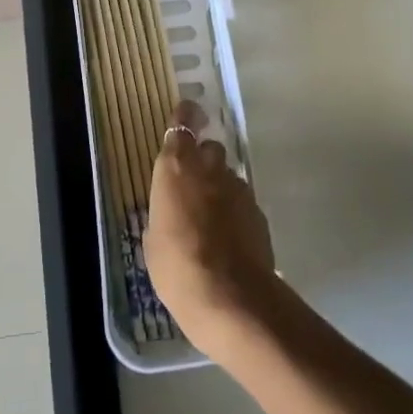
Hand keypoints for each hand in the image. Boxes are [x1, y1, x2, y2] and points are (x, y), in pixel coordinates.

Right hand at [145, 100, 279, 361]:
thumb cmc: (177, 267)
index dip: (185, 116)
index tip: (187, 114)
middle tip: (194, 185)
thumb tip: (172, 214)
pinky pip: (243, 203)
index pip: (182, 123)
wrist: (231, 298)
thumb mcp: (153, 240)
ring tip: (211, 220)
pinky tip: (229, 239)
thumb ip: (163, 214)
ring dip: (220, 189)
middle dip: (204, 160)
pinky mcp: (259, 213)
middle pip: (210, 149)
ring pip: (229, 176)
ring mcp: (239, 189)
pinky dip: (236, 213)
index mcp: (176, 168)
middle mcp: (209, 169)